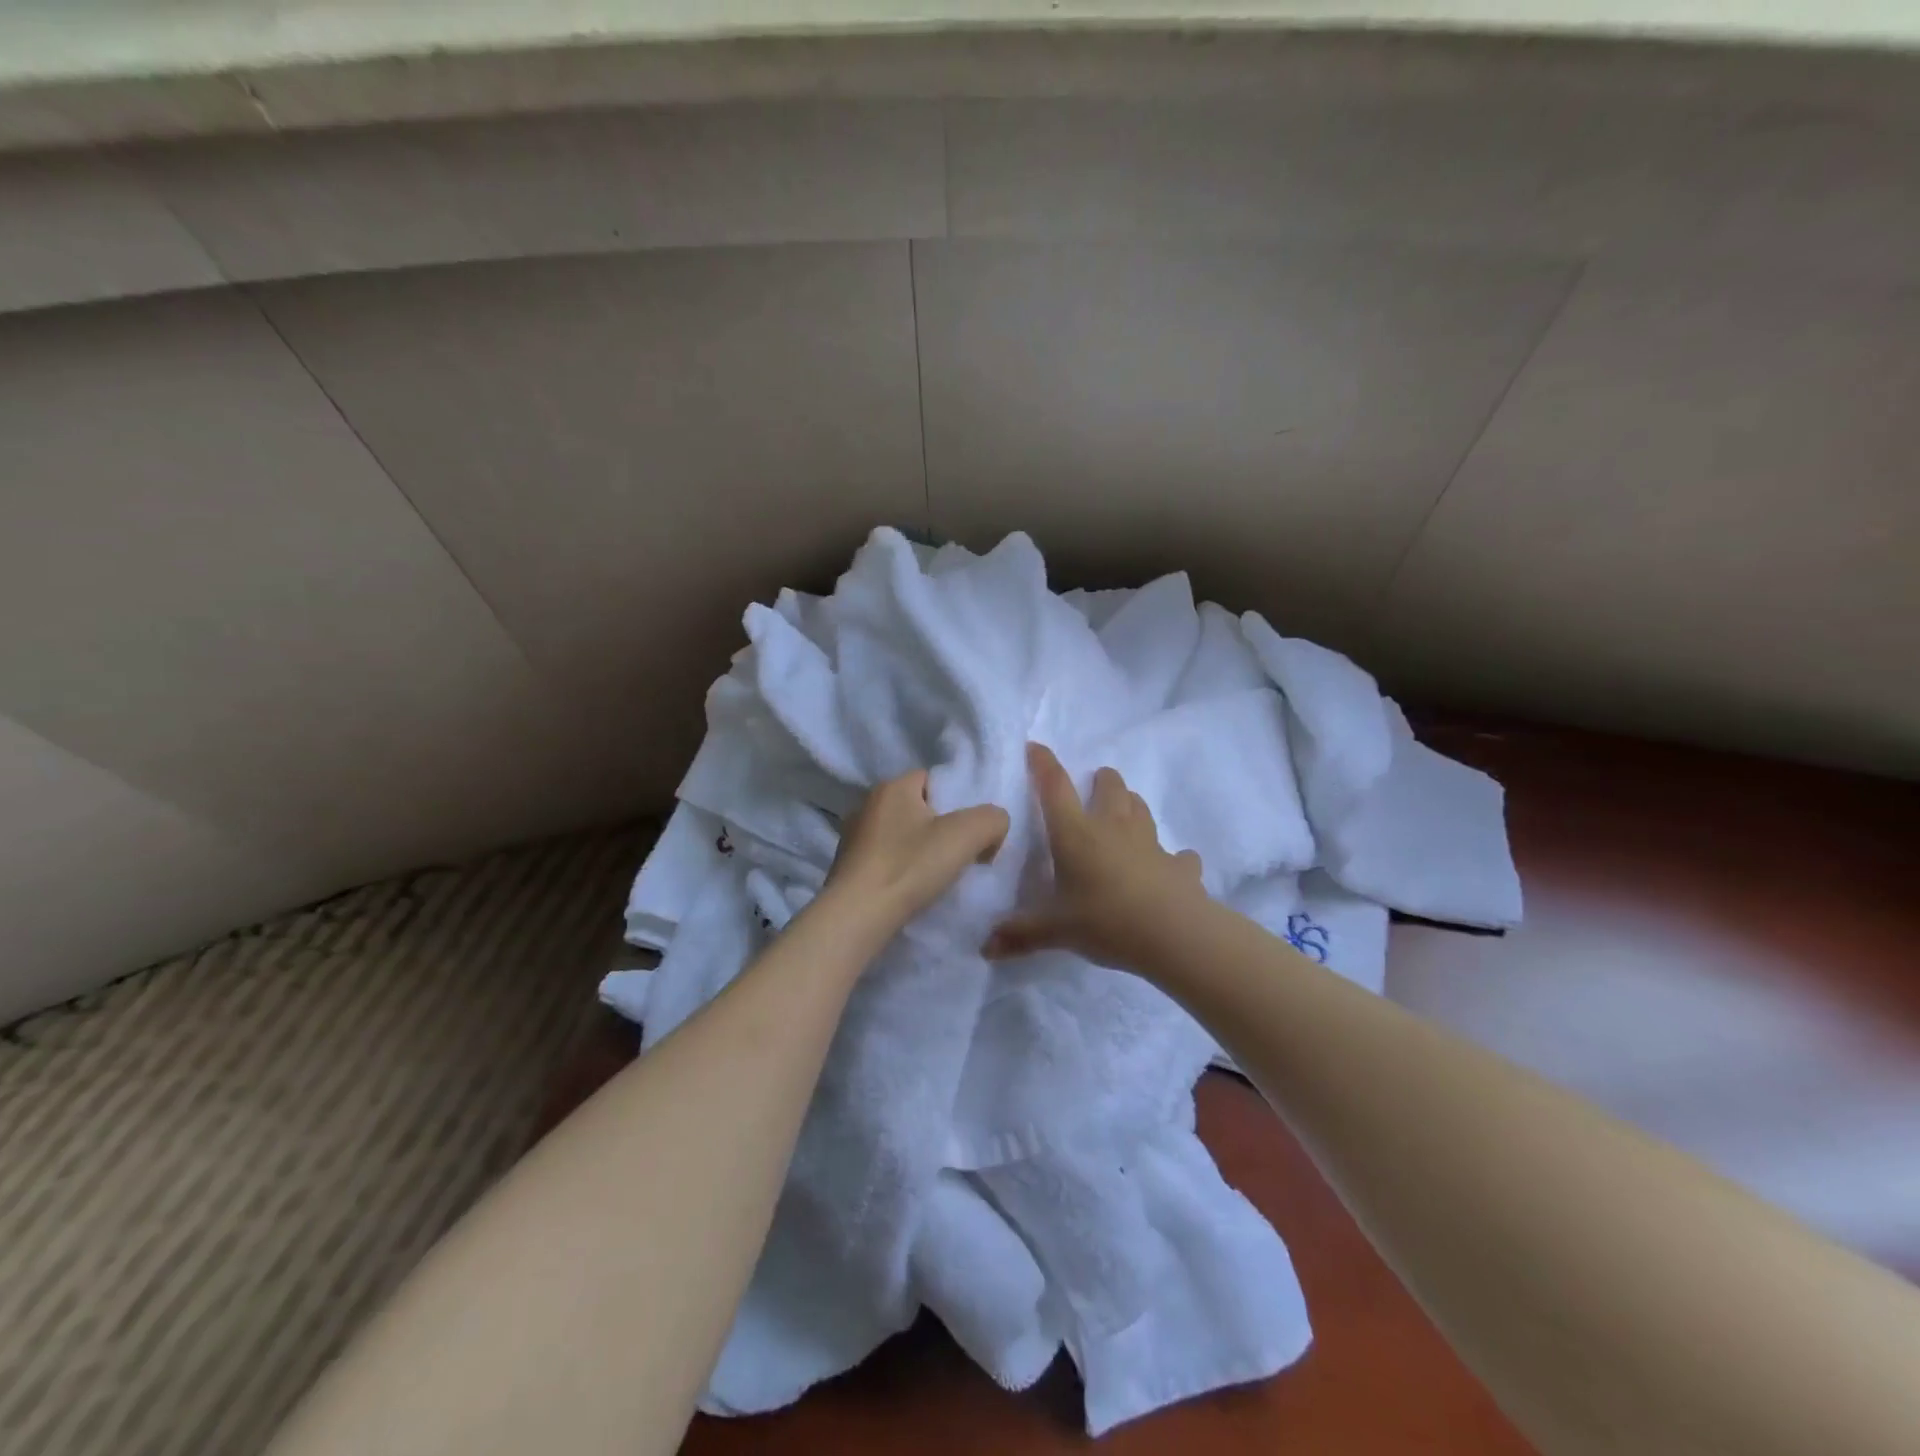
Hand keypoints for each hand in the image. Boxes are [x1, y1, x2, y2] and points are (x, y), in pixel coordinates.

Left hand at [822, 770, 1009, 935]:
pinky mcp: (847, 866)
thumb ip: (992, 819)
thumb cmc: (909, 867)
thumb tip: (993, 828)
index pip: (934, 780)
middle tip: (961, 855)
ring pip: (902, 835)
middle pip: (919, 808)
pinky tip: (912, 890)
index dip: (958, 801)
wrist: (857, 917)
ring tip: (938, 877)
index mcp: (893, 786)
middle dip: (941, 828)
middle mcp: (868, 804)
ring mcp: (853, 836)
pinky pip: (886, 859)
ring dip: (920, 851)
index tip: (971, 832)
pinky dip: (901, 870)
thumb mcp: (967, 835)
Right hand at [985, 743, 1205, 972]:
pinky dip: (1173, 857)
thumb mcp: (1056, 930)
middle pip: (1109, 787)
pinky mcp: (1178, 865)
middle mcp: (1113, 828)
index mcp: (1076, 834)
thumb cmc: (1105, 920)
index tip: (1035, 747)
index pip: (1055, 788)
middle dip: (1101, 780)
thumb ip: (1021, 934)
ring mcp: (1150, 843)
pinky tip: (1173, 864)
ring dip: (1131, 805)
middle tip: (1094, 785)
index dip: (1043, 764)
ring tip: (1124, 811)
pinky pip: (1177, 855)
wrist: (1173, 934)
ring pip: (1140, 809)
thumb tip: (986, 948)